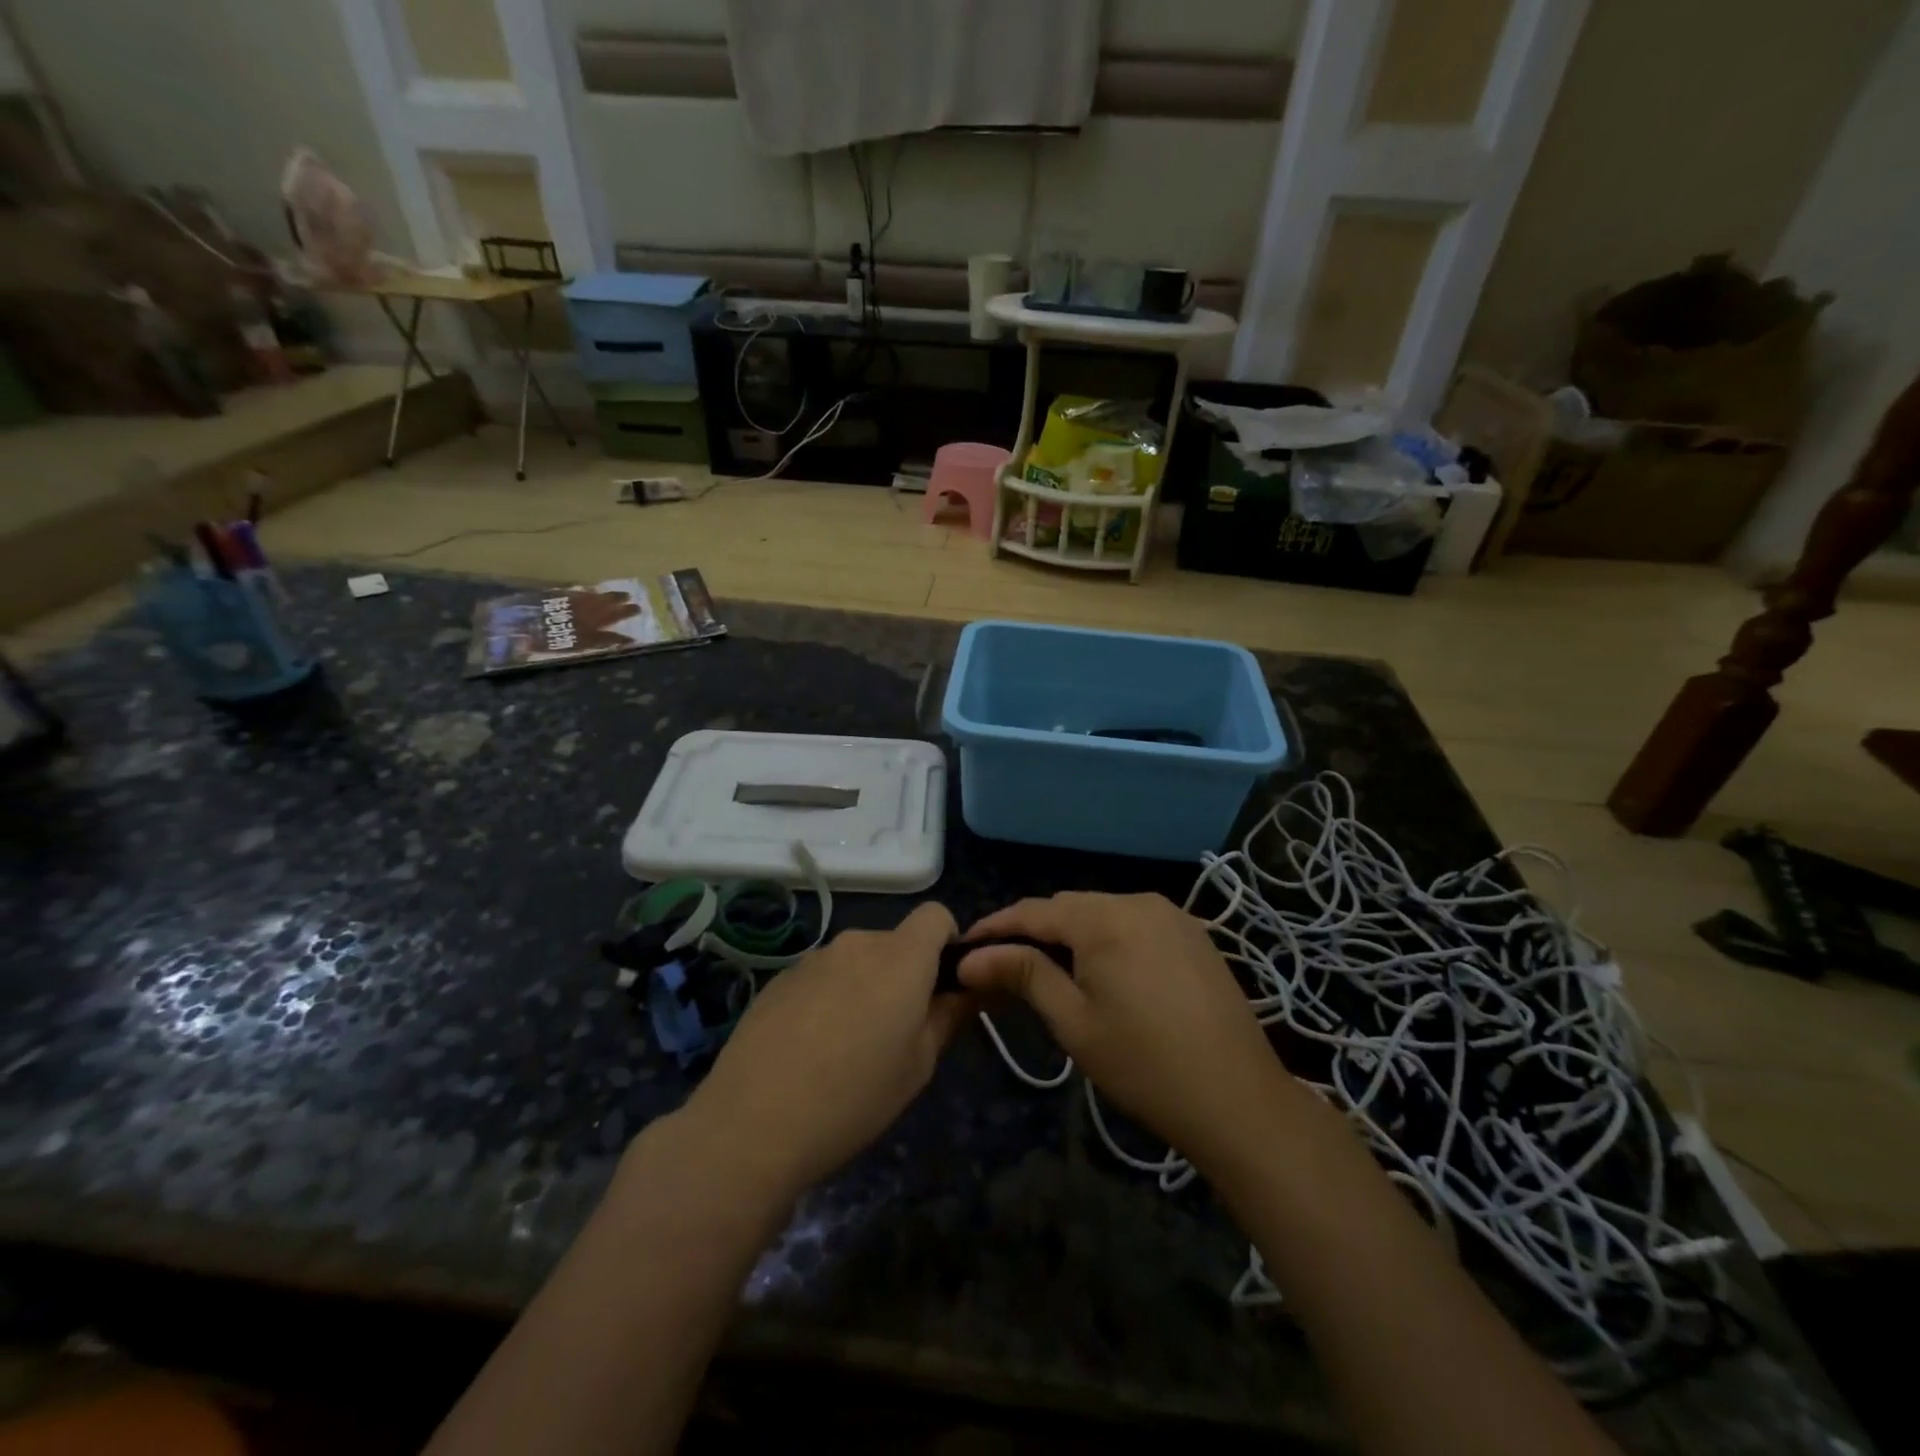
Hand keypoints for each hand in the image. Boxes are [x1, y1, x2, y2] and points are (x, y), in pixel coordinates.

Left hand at [685, 902, 968, 1198]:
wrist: (752, 1124)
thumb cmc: (853, 1098)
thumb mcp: (918, 1066)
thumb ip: (949, 1017)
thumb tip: (968, 990)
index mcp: (900, 957)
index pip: (935, 915)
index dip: (947, 941)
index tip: (943, 985)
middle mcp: (857, 943)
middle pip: (895, 942)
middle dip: (903, 974)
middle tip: (895, 1032)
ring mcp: (813, 958)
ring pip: (855, 961)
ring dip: (863, 986)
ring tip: (846, 1047)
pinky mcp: (778, 979)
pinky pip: (821, 977)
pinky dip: (827, 998)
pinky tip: (808, 1049)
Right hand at [958, 893, 1297, 1170]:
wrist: (1239, 1099)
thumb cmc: (1145, 1066)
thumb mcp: (1074, 1022)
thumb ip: (1023, 975)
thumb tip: (971, 957)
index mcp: (1105, 919)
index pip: (1034, 911)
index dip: (996, 926)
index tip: (964, 947)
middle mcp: (1138, 901)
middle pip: (1069, 906)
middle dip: (1032, 929)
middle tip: (1002, 963)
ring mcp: (1172, 914)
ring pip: (1102, 910)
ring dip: (1070, 932)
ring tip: (1046, 967)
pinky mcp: (1193, 933)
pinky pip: (1134, 921)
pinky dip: (1107, 936)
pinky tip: (1101, 968)